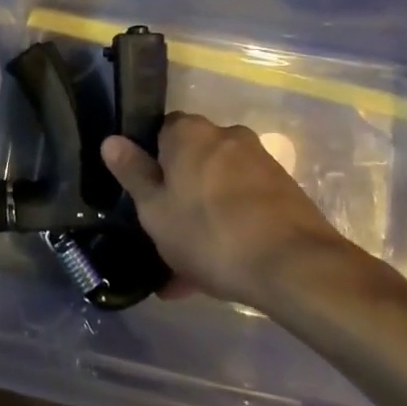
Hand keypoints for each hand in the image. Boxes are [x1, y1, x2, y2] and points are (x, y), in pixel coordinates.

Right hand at [101, 114, 344, 306]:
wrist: (295, 267)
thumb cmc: (210, 234)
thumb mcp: (155, 210)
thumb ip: (133, 173)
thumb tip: (111, 140)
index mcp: (189, 132)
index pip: (159, 133)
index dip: (149, 164)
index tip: (144, 198)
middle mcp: (226, 136)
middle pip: (191, 162)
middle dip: (177, 197)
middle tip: (164, 240)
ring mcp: (260, 163)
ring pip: (216, 190)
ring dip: (202, 220)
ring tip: (188, 272)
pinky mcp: (284, 191)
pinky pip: (242, 206)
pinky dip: (229, 229)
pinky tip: (218, 272)